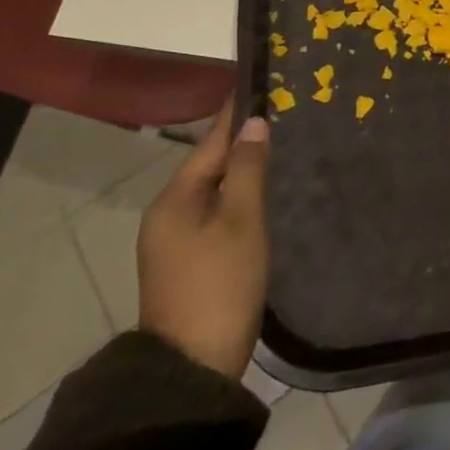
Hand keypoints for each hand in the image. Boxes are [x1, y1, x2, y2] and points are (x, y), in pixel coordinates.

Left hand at [137, 103, 270, 377]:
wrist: (192, 366)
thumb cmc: (220, 284)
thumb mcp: (241, 222)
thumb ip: (248, 170)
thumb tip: (253, 124)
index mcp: (174, 198)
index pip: (210, 141)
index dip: (236, 113)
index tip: (259, 83)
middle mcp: (167, 212)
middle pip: (209, 163)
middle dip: (242, 139)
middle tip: (282, 112)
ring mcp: (174, 239)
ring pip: (213, 188)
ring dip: (242, 168)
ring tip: (279, 145)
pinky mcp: (187, 259)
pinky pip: (214, 211)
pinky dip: (238, 194)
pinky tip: (263, 191)